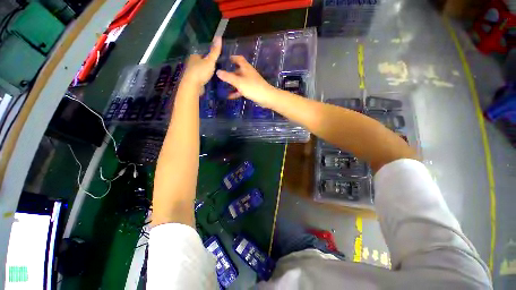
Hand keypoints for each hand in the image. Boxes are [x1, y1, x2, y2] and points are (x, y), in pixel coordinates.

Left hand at [181, 37, 221, 92]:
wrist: (192, 86)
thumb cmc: (201, 72)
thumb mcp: (210, 61)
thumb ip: (215, 51)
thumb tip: (219, 36)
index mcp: (194, 55)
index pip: (203, 52)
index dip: (210, 54)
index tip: (218, 57)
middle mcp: (192, 62)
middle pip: (201, 60)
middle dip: (208, 62)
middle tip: (218, 65)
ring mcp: (192, 71)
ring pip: (201, 68)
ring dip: (206, 70)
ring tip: (215, 72)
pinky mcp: (193, 79)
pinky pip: (201, 76)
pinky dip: (205, 76)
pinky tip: (210, 79)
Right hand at [216, 56, 275, 107]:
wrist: (266, 97)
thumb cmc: (252, 87)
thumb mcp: (238, 82)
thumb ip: (228, 77)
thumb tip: (217, 71)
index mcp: (245, 67)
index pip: (239, 59)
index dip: (232, 58)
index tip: (225, 59)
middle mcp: (248, 73)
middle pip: (238, 71)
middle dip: (230, 73)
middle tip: (221, 76)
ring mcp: (250, 82)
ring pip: (239, 81)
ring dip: (232, 84)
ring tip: (223, 87)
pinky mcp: (252, 89)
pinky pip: (242, 89)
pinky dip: (236, 91)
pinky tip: (230, 96)